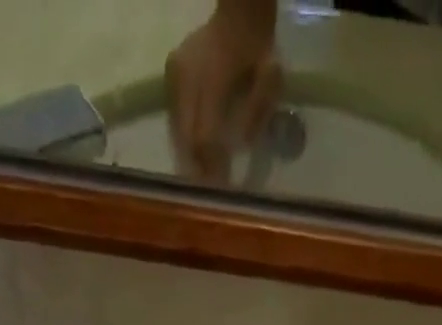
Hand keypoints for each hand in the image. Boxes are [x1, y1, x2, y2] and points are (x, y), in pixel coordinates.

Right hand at [166, 1, 281, 183]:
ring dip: (190, 154)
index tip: (221, 189)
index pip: (205, 137)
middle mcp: (186, 77)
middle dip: (199, 167)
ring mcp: (175, 74)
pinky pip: (174, 116)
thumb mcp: (270, 78)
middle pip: (187, 138)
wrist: (239, 11)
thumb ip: (257, 111)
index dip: (212, 167)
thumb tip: (242, 146)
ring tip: (204, 173)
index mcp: (212, 79)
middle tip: (211, 189)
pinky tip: (197, 147)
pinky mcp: (170, 73)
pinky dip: (185, 136)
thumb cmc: (258, 48)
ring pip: (177, 130)